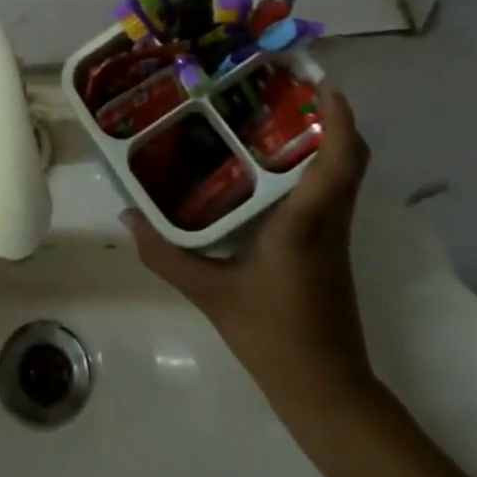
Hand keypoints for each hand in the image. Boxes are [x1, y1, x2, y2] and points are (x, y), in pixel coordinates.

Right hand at [124, 89, 373, 409]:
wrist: (327, 393)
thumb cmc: (274, 336)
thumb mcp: (210, 294)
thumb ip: (165, 254)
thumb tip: (127, 215)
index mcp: (306, 222)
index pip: (339, 161)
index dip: (339, 119)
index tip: (321, 84)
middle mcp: (327, 220)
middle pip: (349, 158)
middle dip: (329, 118)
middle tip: (285, 89)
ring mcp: (333, 235)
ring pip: (341, 174)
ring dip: (323, 140)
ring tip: (272, 115)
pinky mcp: (329, 248)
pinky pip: (328, 193)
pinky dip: (313, 168)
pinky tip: (269, 168)